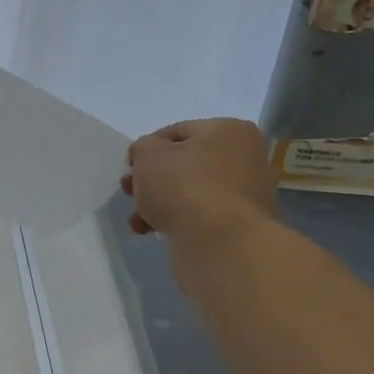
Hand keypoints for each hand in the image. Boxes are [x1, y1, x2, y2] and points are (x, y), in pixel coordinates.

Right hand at [122, 119, 275, 241]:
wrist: (220, 242)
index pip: (178, 131)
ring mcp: (245, 194)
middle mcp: (245, 158)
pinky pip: (200, 215)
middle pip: (185, 163)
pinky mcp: (238, 225)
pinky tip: (152, 231)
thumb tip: (148, 154)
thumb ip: (142, 147)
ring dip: (159, 202)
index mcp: (229, 131)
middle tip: (129, 190)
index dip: (148, 147)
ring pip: (190, 191)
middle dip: (152, 178)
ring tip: (136, 218)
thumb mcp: (148, 155)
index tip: (129, 166)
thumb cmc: (184, 185)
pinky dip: (176, 220)